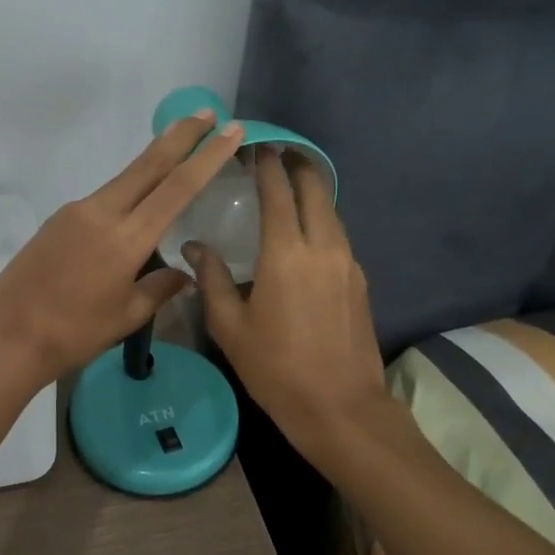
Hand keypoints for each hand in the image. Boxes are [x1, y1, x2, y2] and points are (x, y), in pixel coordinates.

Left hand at [0, 112, 245, 387]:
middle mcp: (102, 213)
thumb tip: (184, 273)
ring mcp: (76, 211)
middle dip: (180, 136)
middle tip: (206, 113)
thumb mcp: (126, 315)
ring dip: (152, 161)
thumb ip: (160, 287)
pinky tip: (134, 204)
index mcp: (126, 238)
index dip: (206, 157)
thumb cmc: (75, 333)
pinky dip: (126, 191)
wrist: (10, 334)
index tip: (229, 131)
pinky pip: (102, 199)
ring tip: (177, 147)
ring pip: (123, 179)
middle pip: (148, 165)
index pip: (177, 188)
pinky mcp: (58, 218)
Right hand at [188, 150, 390, 468]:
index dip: (267, 165)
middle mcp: (323, 248)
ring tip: (291, 184)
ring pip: (332, 211)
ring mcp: (348, 263)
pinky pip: (339, 235)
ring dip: (313, 192)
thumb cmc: (276, 368)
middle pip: (316, 190)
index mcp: (286, 254)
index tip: (255, 146)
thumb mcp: (230, 327)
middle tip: (278, 152)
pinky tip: (307, 230)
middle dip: (298, 165)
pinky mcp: (360, 281)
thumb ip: (211, 280)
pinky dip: (322, 219)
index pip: (278, 192)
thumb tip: (194, 247)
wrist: (341, 409)